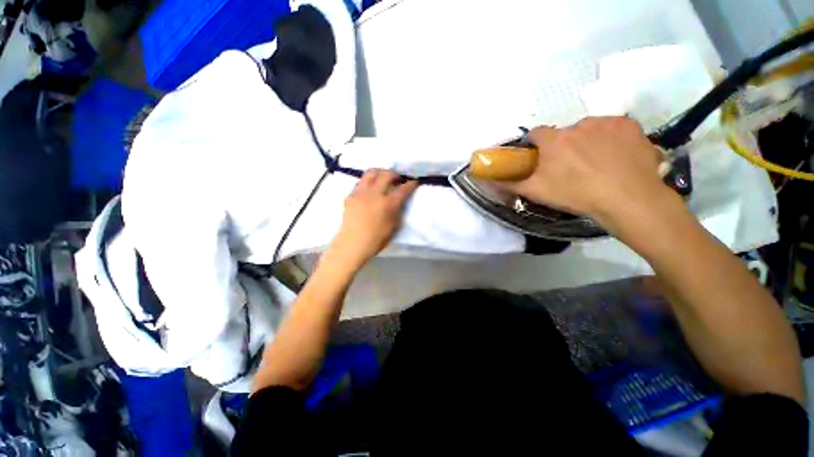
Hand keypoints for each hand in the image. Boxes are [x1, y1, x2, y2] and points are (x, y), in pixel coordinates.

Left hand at [327, 169, 417, 270]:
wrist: (352, 244)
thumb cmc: (376, 239)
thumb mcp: (394, 226)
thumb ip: (398, 210)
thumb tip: (399, 201)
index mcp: (388, 204)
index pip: (403, 189)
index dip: (411, 184)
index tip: (414, 182)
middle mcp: (375, 194)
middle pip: (386, 174)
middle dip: (395, 174)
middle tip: (397, 179)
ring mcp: (361, 193)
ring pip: (371, 173)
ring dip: (380, 172)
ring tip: (382, 178)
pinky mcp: (350, 195)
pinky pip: (361, 182)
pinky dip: (368, 182)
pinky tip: (370, 189)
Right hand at [499, 117, 676, 228]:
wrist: (627, 198)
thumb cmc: (575, 194)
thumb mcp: (536, 192)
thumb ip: (510, 184)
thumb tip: (488, 180)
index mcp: (553, 140)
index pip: (536, 134)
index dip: (536, 145)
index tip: (540, 158)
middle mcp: (578, 124)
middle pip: (564, 133)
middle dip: (564, 146)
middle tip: (571, 167)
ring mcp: (606, 122)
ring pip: (589, 129)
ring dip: (588, 141)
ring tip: (597, 163)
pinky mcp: (630, 124)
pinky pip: (613, 128)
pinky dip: (611, 138)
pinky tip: (616, 156)